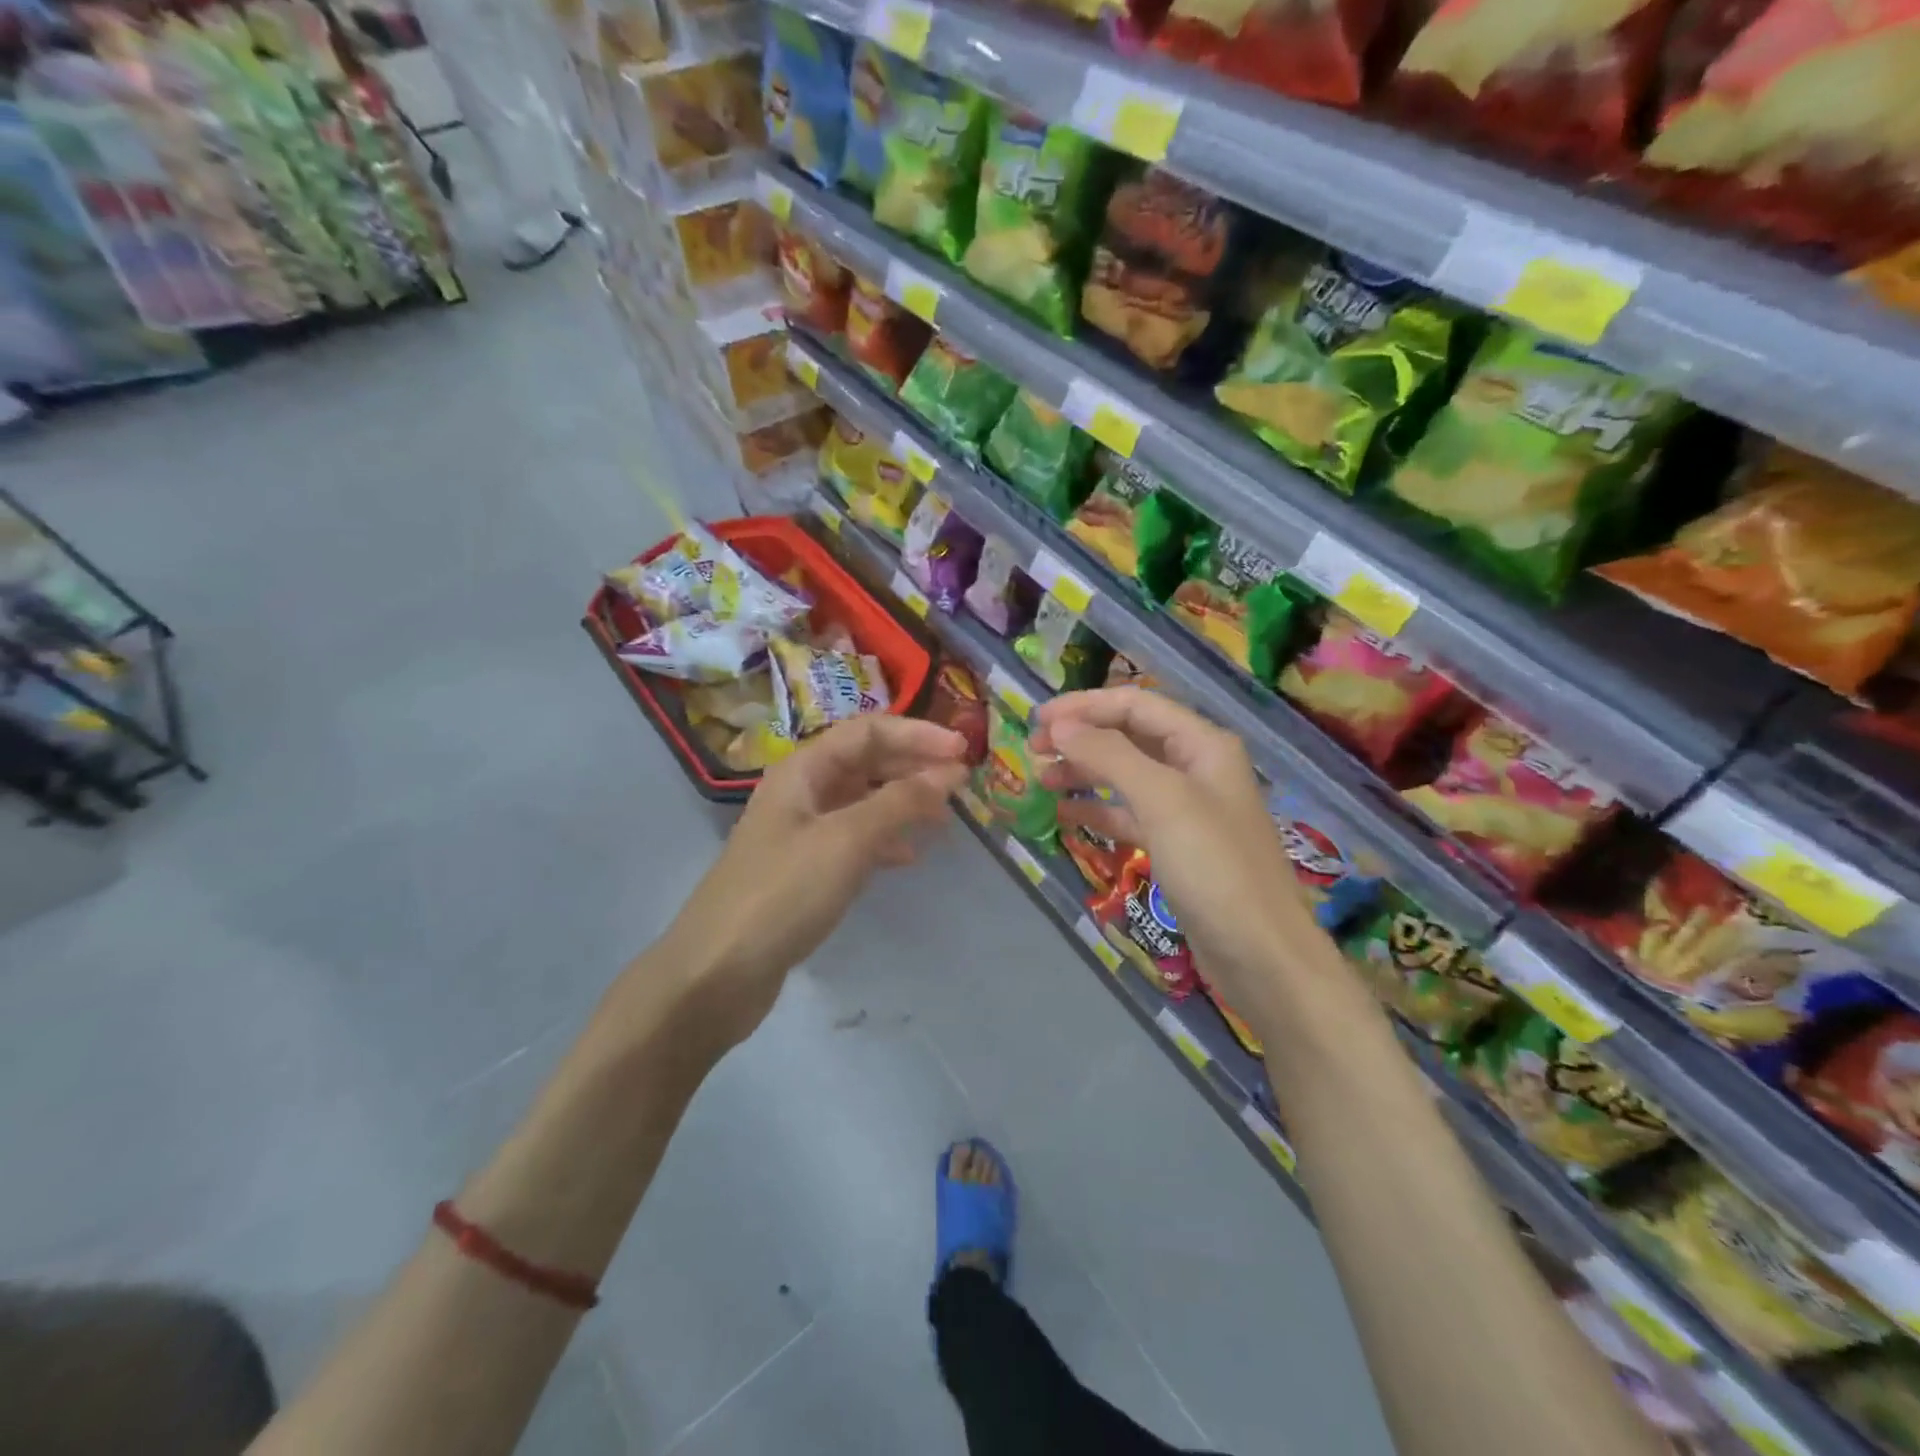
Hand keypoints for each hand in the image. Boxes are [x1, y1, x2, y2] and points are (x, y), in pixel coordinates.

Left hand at [659, 714, 968, 1046]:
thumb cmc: (782, 893)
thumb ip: (900, 802)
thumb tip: (949, 772)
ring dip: (903, 802)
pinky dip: (883, 841)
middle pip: (865, 762)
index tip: (964, 750)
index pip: (868, 731)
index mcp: (803, 770)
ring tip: (943, 817)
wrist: (716, 973)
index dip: (917, 734)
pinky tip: (907, 858)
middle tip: (961, 782)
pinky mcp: (804, 871)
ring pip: (862, 801)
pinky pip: (853, 840)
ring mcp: (800, 832)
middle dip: (913, 765)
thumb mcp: (846, 840)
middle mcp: (801, 792)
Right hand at [1032, 688, 1311, 1014]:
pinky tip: (1065, 814)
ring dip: (1084, 772)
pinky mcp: (1175, 846)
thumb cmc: (1215, 867)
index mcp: (1202, 744)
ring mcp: (1186, 808)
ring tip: (1041, 780)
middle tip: (1033, 750)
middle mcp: (1196, 767)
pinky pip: (1129, 814)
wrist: (1260, 955)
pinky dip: (1097, 810)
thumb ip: (1110, 755)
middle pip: (1128, 735)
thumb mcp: (1162, 801)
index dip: (1084, 706)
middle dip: (1081, 737)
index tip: (1037, 720)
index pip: (1135, 704)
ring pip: (1125, 775)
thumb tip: (1061, 724)